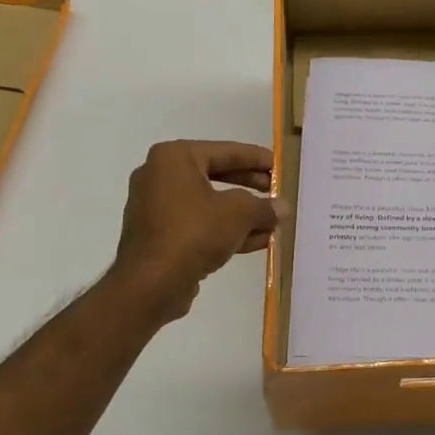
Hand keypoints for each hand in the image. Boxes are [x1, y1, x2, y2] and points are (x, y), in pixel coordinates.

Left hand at [109, 140, 279, 324]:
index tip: (279, 166)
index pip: (224, 151)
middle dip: (250, 187)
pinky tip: (257, 241)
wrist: (151, 283)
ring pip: (208, 204)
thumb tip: (282, 208)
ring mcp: (156, 208)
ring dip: (242, 214)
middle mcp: (160, 177)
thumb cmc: (194, 232)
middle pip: (215, 176)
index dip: (256, 158)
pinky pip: (198, 225)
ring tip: (272, 222)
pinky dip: (225, 230)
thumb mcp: (239, 213)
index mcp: (174, 158)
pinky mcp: (159, 236)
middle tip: (276, 191)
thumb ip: (264, 207)